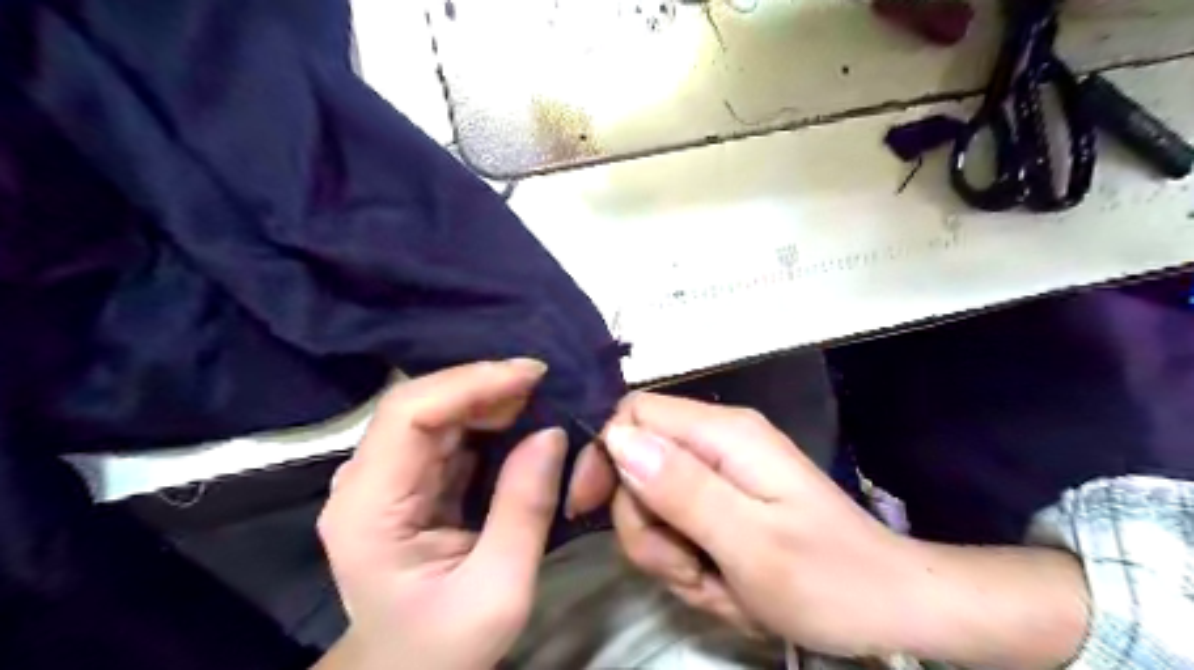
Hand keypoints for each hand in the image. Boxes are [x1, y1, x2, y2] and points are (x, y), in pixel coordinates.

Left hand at [312, 361, 566, 669]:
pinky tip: (518, 417)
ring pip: (434, 412)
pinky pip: (446, 432)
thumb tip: (551, 433)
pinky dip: (485, 418)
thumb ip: (525, 510)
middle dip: (483, 385)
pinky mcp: (408, 481)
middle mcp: (365, 480)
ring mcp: (384, 478)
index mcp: (368, 507)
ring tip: (538, 396)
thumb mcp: (499, 590)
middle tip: (543, 383)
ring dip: (487, 397)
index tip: (531, 375)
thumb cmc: (444, 644)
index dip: (469, 383)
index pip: (409, 414)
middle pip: (419, 405)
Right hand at [598, 390, 915, 655]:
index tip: (589, 510)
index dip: (603, 455)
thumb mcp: (750, 542)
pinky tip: (722, 583)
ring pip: (653, 501)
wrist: (889, 606)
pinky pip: (677, 522)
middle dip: (646, 524)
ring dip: (667, 551)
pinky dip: (687, 559)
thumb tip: (617, 438)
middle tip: (687, 567)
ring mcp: (722, 471)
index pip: (634, 414)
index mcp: (724, 435)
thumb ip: (682, 487)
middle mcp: (718, 441)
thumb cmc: (828, 577)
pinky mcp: (725, 499)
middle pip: (637, 462)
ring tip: (715, 582)